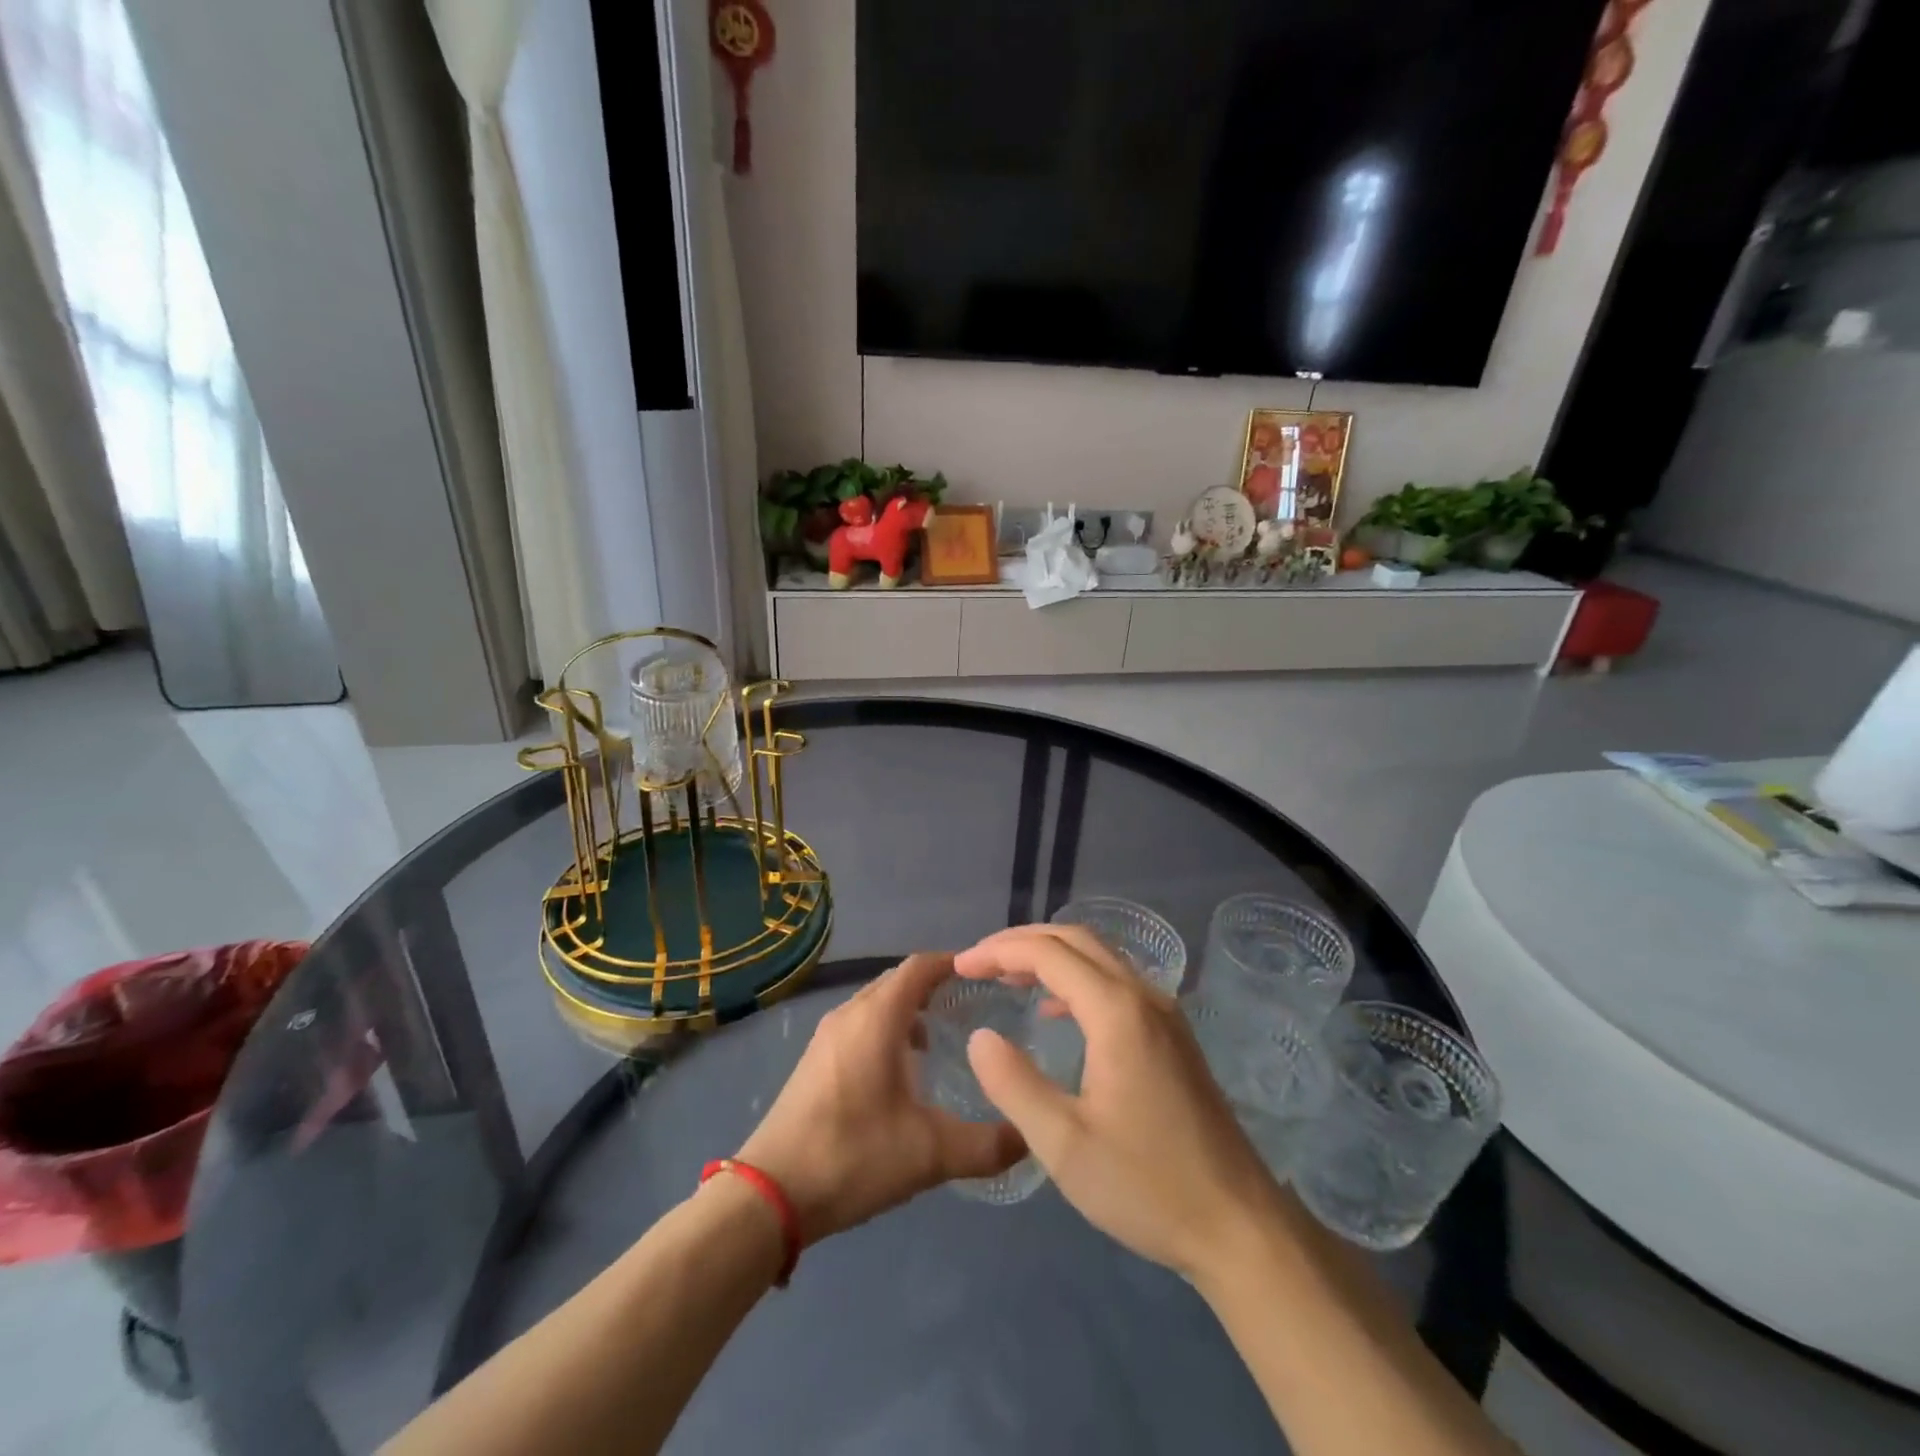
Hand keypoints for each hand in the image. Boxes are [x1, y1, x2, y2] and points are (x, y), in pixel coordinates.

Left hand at [736, 954, 1024, 1247]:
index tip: (985, 975)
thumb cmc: (852, 1156)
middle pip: (898, 981)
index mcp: (877, 1018)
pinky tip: (902, 1070)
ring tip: (942, 1038)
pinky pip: (859, 1025)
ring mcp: (827, 1036)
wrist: (769, 1194)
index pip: (920, 967)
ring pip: (876, 1003)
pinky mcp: (815, 1060)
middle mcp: (850, 1014)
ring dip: (909, 1010)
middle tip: (973, 1006)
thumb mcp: (929, 1154)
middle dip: (934, 986)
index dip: (953, 963)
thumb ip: (986, 1145)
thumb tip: (1030, 1136)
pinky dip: (886, 1029)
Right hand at [957, 925, 1280, 1280]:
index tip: (960, 966)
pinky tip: (1055, 1010)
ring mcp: (1164, 1013)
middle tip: (977, 962)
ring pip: (1099, 957)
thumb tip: (981, 1037)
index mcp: (1116, 1011)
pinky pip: (1116, 982)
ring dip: (1050, 956)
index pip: (1048, 953)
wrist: (1240, 1225)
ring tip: (1006, 977)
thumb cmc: (1146, 1185)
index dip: (999, 952)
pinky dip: (1076, 979)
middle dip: (1021, 942)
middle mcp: (1143, 995)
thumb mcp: (1063, 1144)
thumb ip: (1014, 1084)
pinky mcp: (1172, 1035)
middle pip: (1075, 940)